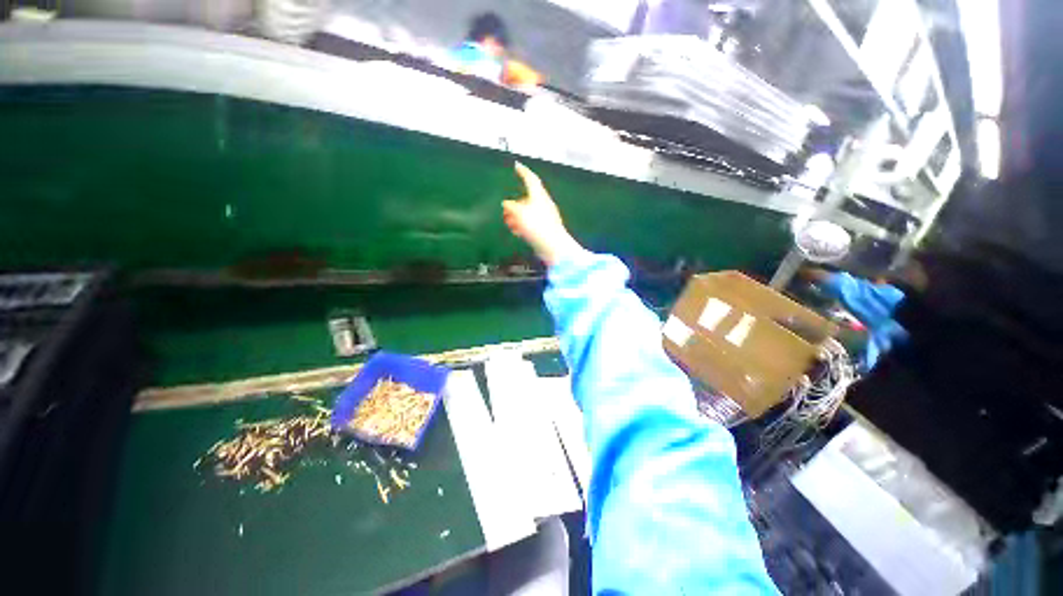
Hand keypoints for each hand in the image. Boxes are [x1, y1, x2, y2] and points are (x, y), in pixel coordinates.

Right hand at [503, 162, 581, 266]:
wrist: (553, 247)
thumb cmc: (537, 226)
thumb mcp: (519, 214)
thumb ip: (510, 207)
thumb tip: (506, 204)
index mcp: (539, 196)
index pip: (531, 179)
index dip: (523, 171)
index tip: (517, 165)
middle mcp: (543, 204)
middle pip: (528, 198)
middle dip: (515, 203)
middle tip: (505, 209)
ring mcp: (545, 217)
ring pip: (528, 212)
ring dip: (517, 216)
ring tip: (509, 223)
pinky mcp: (545, 229)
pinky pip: (531, 223)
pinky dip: (522, 225)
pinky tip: (516, 232)